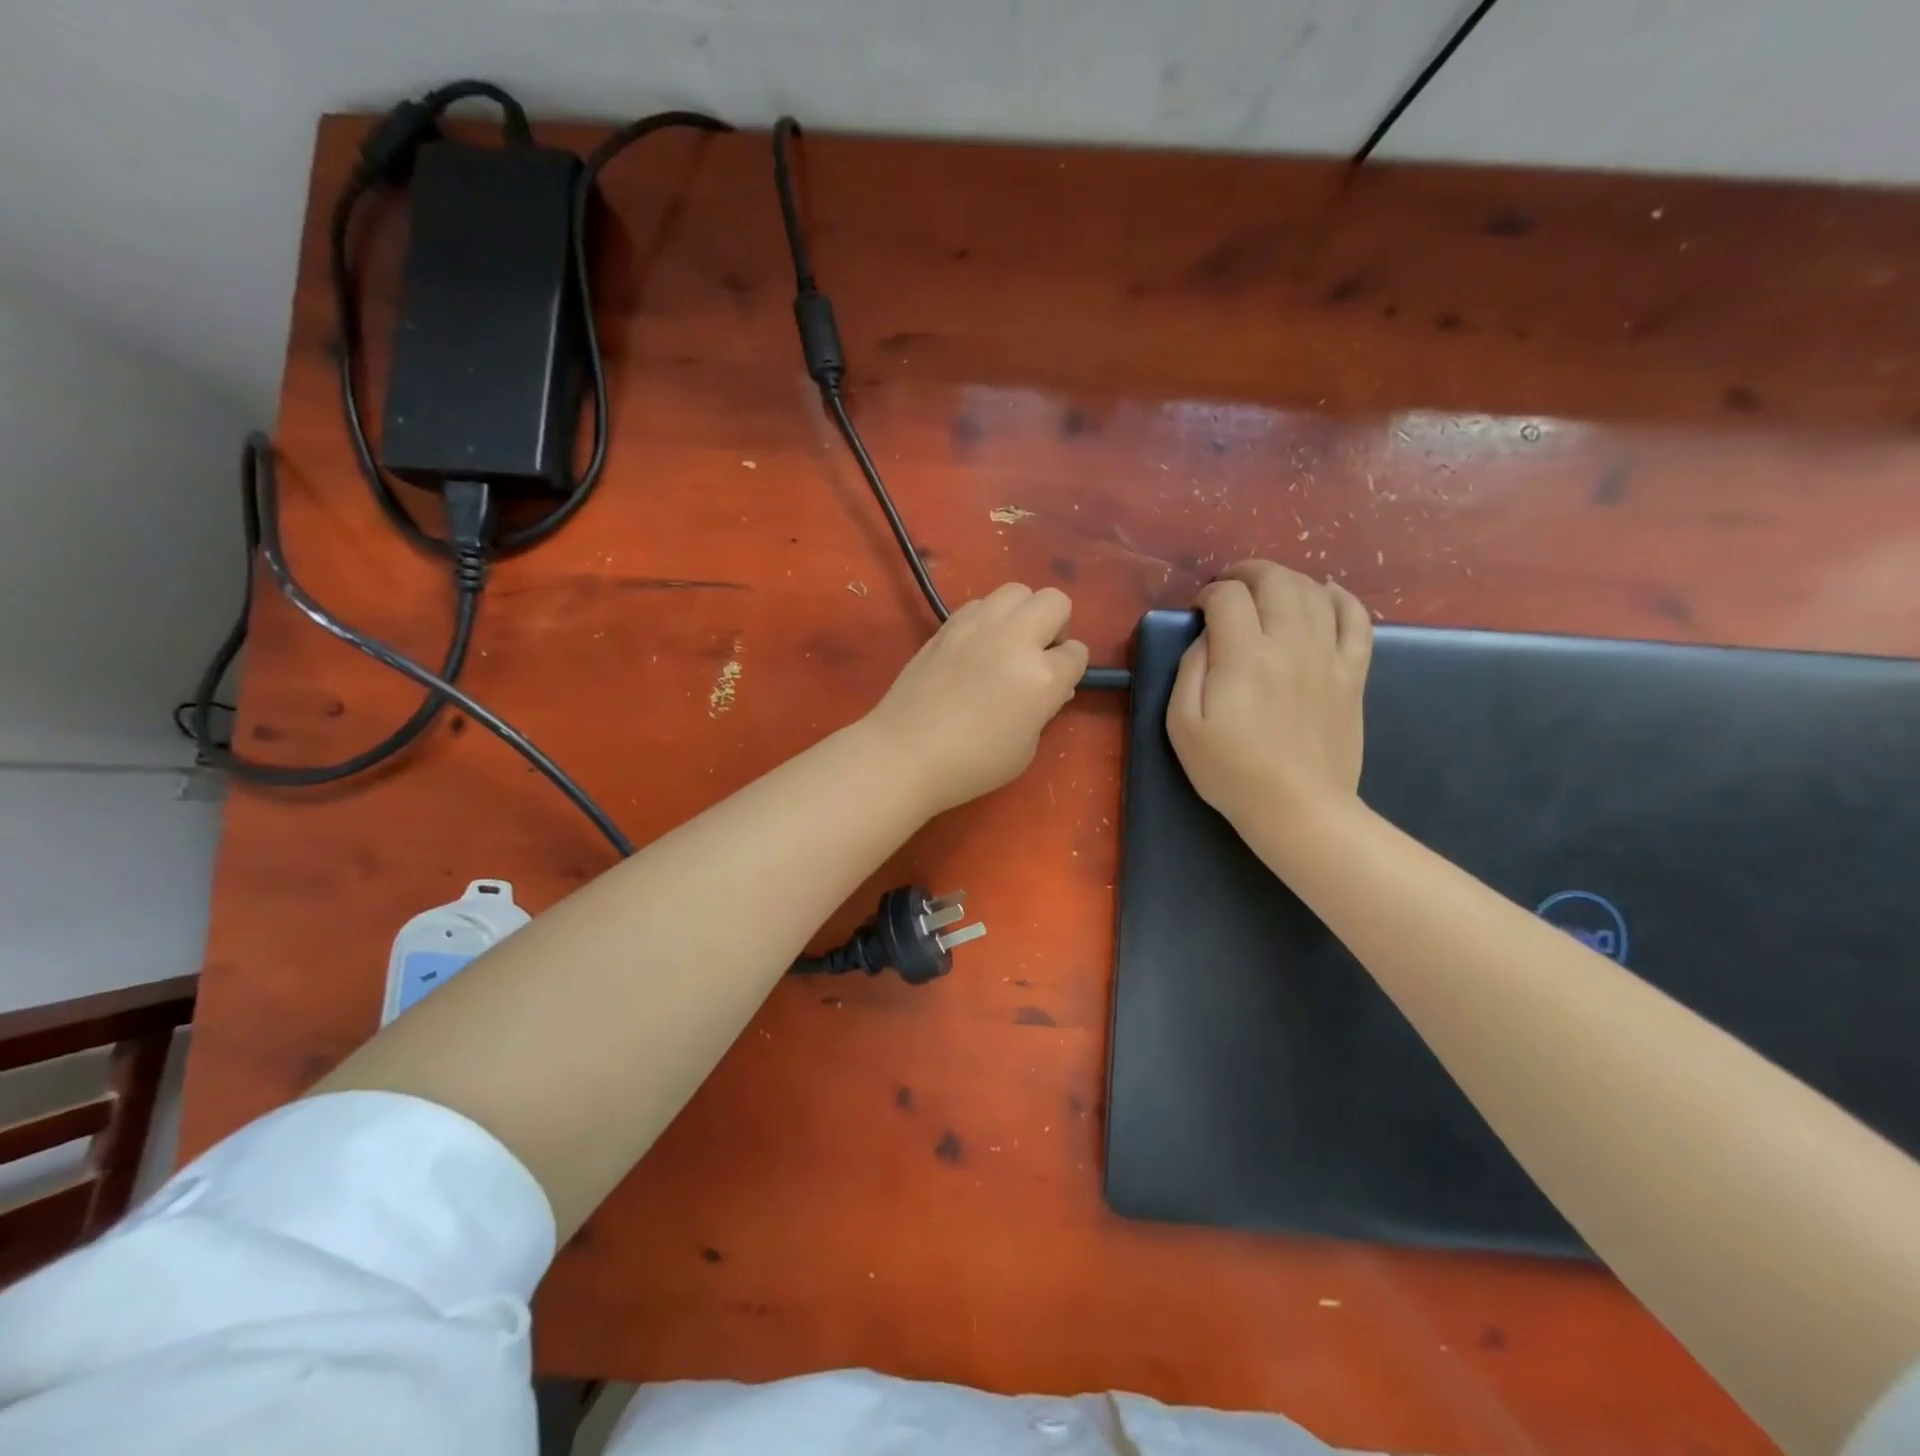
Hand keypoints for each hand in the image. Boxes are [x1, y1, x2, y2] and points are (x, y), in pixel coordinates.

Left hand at [865, 584, 1088, 814]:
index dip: (1071, 668)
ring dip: (1021, 613)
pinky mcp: (948, 625)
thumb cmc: (972, 764)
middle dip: (1055, 625)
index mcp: (1042, 677)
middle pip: (1054, 601)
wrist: (905, 753)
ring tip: (1007, 644)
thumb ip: (1044, 708)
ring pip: (1017, 591)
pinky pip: (981, 603)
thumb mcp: (1026, 748)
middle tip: (1038, 654)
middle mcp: (1015, 639)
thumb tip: (1052, 686)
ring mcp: (978, 626)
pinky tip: (976, 647)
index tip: (1058, 682)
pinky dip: (988, 618)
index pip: (1077, 652)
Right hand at [1168, 561, 1372, 828]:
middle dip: (1247, 573)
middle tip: (1230, 587)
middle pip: (1275, 580)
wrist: (1298, 807)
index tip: (1199, 610)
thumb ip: (1189, 670)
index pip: (1228, 597)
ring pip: (1314, 591)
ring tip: (1268, 590)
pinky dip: (1341, 597)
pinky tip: (1326, 593)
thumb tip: (1207, 637)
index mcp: (1243, 656)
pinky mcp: (1352, 673)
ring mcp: (1328, 656)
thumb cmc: (1230, 771)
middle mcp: (1289, 643)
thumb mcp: (1182, 725)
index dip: (1209, 593)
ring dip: (1287, 579)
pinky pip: (1356, 619)